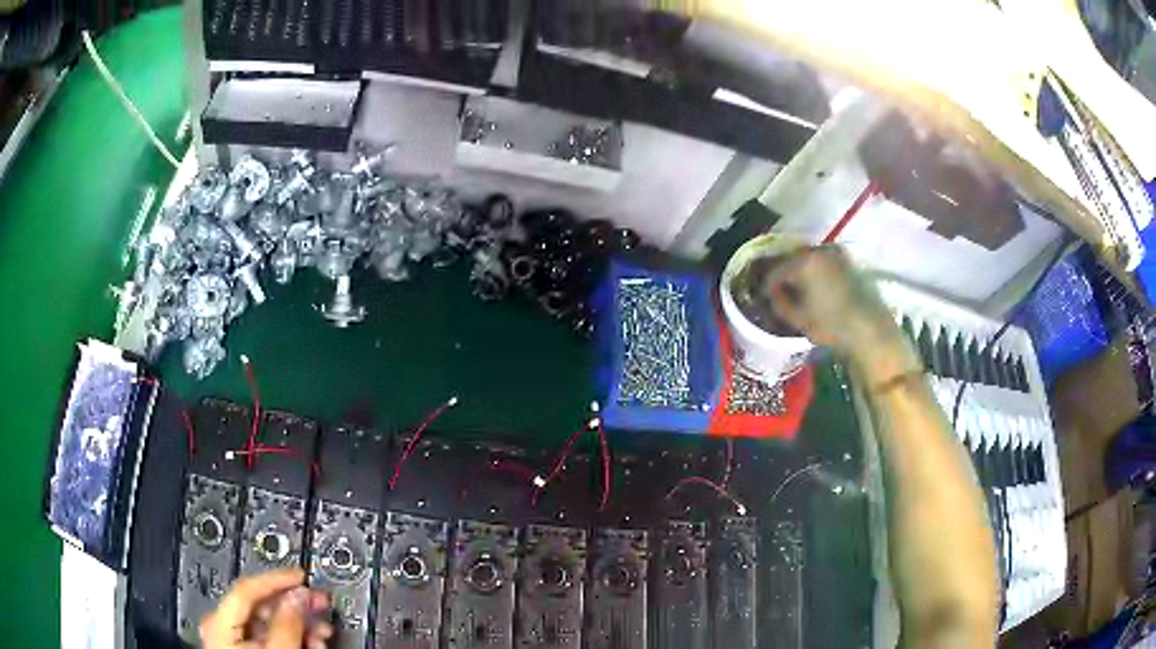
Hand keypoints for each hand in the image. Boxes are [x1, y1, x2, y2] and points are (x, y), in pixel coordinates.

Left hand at [200, 568, 333, 648]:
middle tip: (320, 603)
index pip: (247, 588)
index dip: (276, 579)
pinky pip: (270, 640)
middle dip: (295, 606)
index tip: (302, 576)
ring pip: (268, 625)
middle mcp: (222, 629)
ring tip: (322, 631)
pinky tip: (311, 643)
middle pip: (260, 607)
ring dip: (299, 625)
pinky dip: (293, 639)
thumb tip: (297, 595)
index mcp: (220, 623)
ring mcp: (233, 644)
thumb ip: (286, 623)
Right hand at [757, 245, 919, 384]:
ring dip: (800, 270)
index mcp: (802, 262)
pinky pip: (823, 261)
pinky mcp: (848, 261)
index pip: (776, 271)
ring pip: (808, 259)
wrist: (870, 329)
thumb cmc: (832, 326)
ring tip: (796, 288)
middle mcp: (817, 251)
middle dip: (784, 273)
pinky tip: (815, 286)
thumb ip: (780, 303)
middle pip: (792, 259)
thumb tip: (772, 294)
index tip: (763, 296)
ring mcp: (835, 254)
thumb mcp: (799, 319)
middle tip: (778, 290)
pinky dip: (816, 270)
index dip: (767, 284)